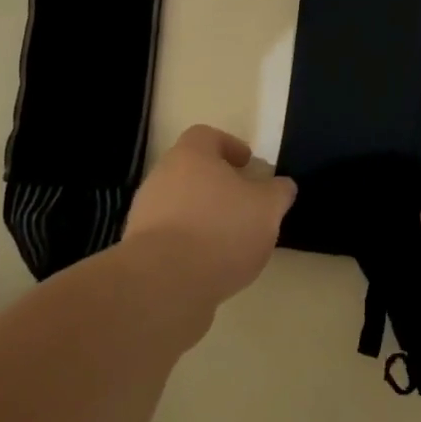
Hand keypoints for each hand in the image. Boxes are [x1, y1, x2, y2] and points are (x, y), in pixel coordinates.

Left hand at [125, 126, 295, 305]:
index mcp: (190, 156)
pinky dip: (190, 245)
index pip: (207, 136)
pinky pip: (170, 237)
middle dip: (219, 185)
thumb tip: (281, 186)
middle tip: (245, 204)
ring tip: (232, 241)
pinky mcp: (139, 249)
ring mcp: (145, 214)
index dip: (230, 146)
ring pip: (181, 205)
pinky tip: (211, 265)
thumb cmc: (221, 231)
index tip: (248, 165)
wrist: (164, 284)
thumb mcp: (267, 208)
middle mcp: (161, 177)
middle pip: (192, 172)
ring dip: (204, 217)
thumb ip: (278, 192)